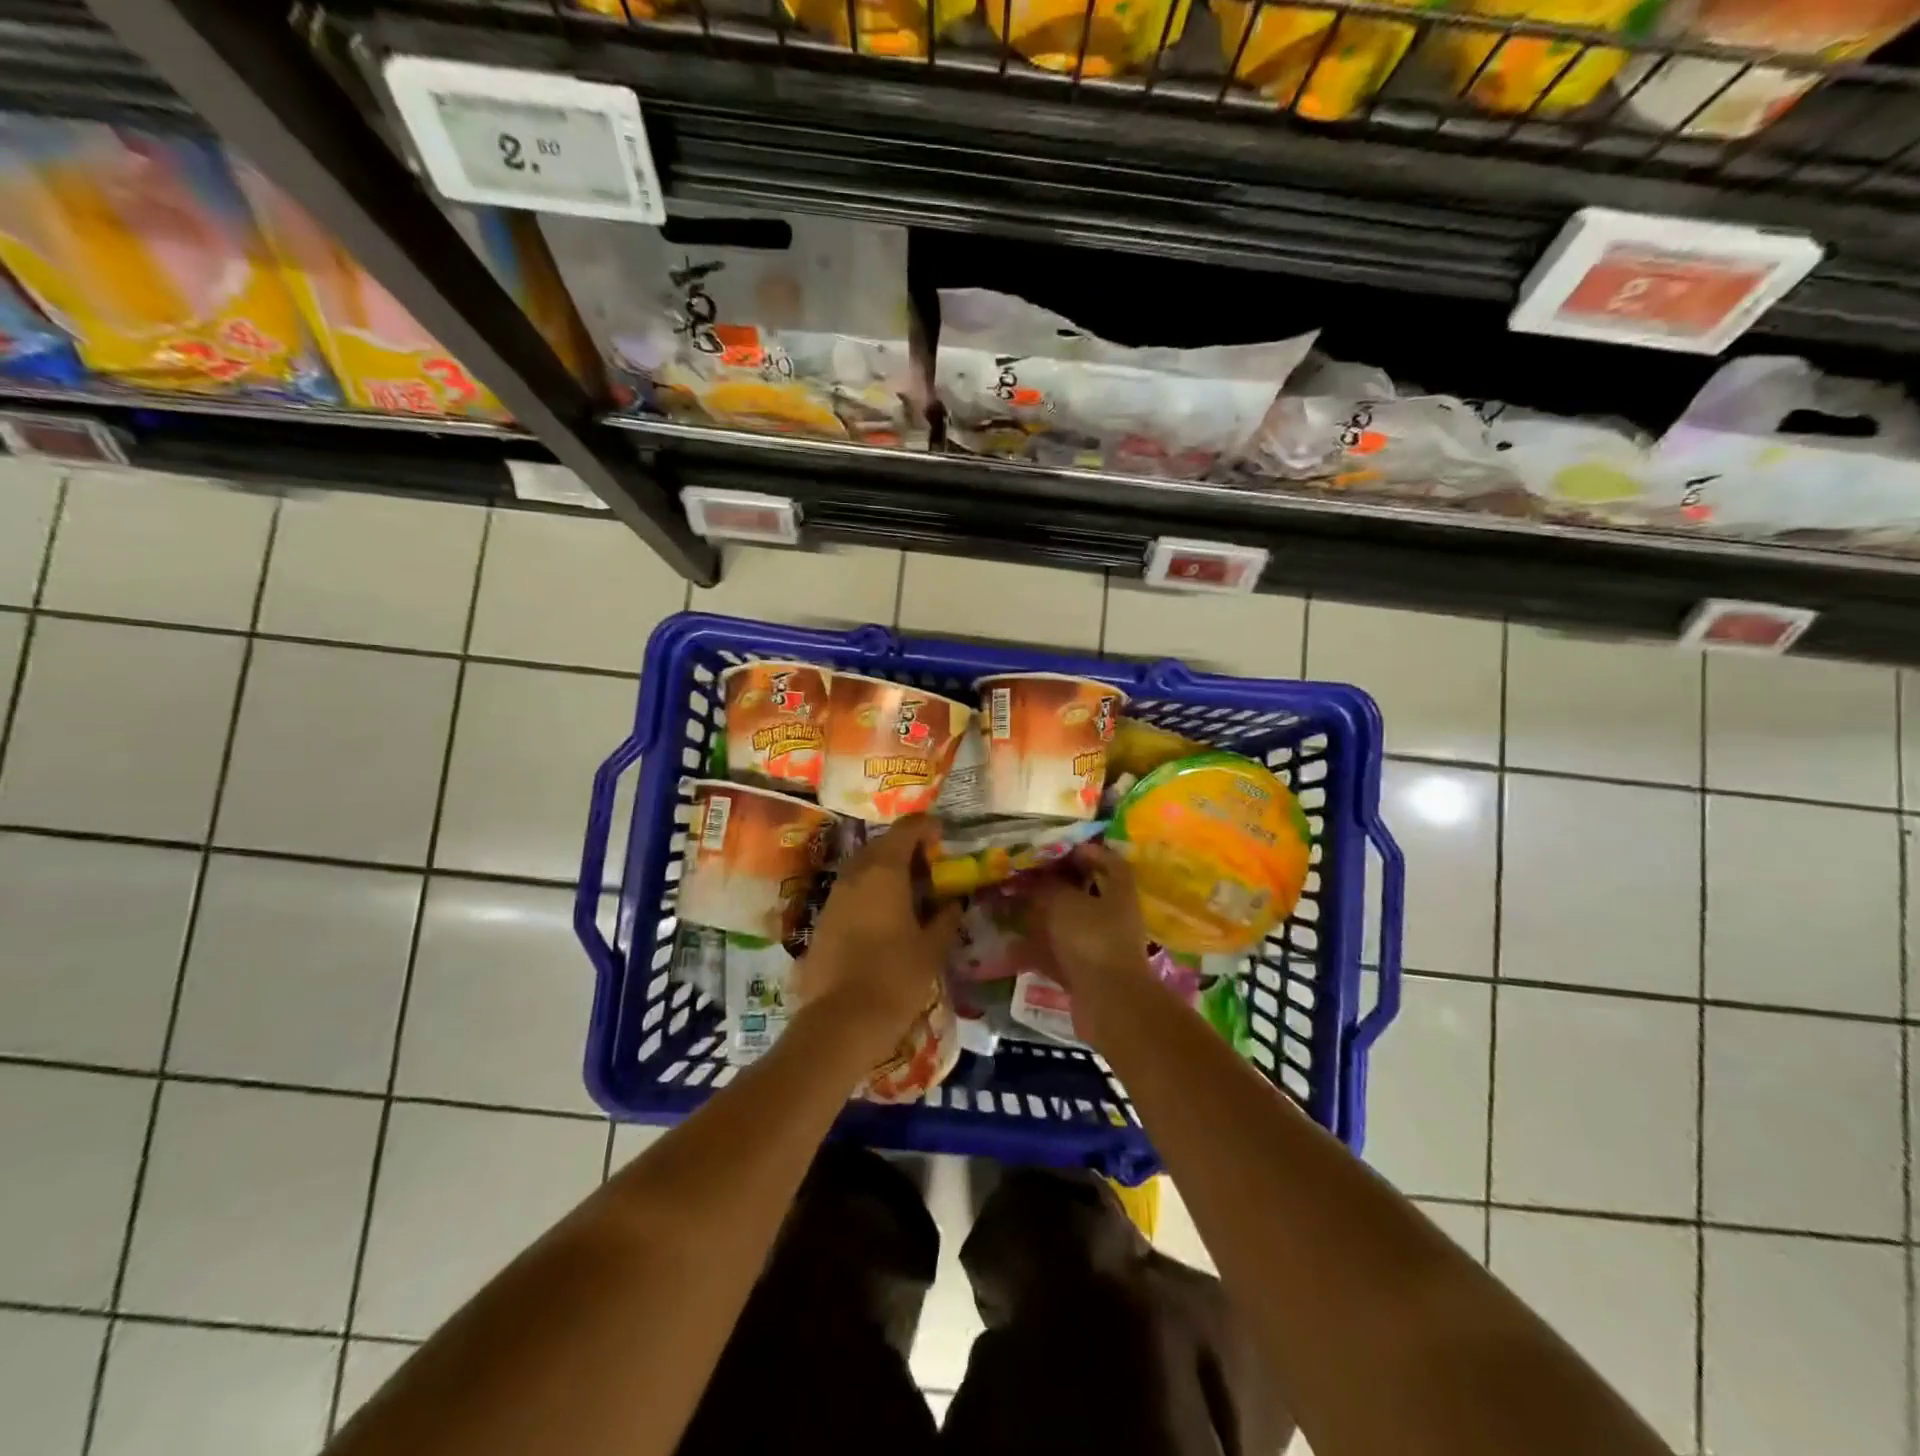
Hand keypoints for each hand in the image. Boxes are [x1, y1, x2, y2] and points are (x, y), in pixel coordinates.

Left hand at [796, 816, 961, 1066]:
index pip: (906, 829)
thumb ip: (945, 919)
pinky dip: (869, 895)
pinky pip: (849, 894)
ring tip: (908, 895)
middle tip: (928, 870)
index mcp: (884, 870)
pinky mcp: (821, 921)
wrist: (839, 1022)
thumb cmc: (895, 978)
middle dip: (905, 850)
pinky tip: (884, 920)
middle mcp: (855, 874)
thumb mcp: (931, 949)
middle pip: (881, 845)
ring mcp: (833, 897)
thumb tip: (954, 903)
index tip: (942, 839)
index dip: (926, 828)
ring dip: (885, 872)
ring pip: (862, 869)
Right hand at [1028, 844, 1157, 1045]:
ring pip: (1066, 926)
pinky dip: (1034, 951)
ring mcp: (1098, 947)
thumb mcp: (1064, 903)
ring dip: (1039, 919)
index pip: (1109, 861)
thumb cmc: (1092, 940)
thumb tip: (1033, 877)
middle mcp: (1112, 916)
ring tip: (1008, 909)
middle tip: (1023, 878)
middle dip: (1053, 886)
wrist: (1109, 1004)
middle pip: (1083, 894)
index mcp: (1118, 891)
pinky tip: (1008, 948)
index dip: (1087, 852)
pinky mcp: (1083, 973)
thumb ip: (1047, 886)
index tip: (1057, 848)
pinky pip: (1055, 955)